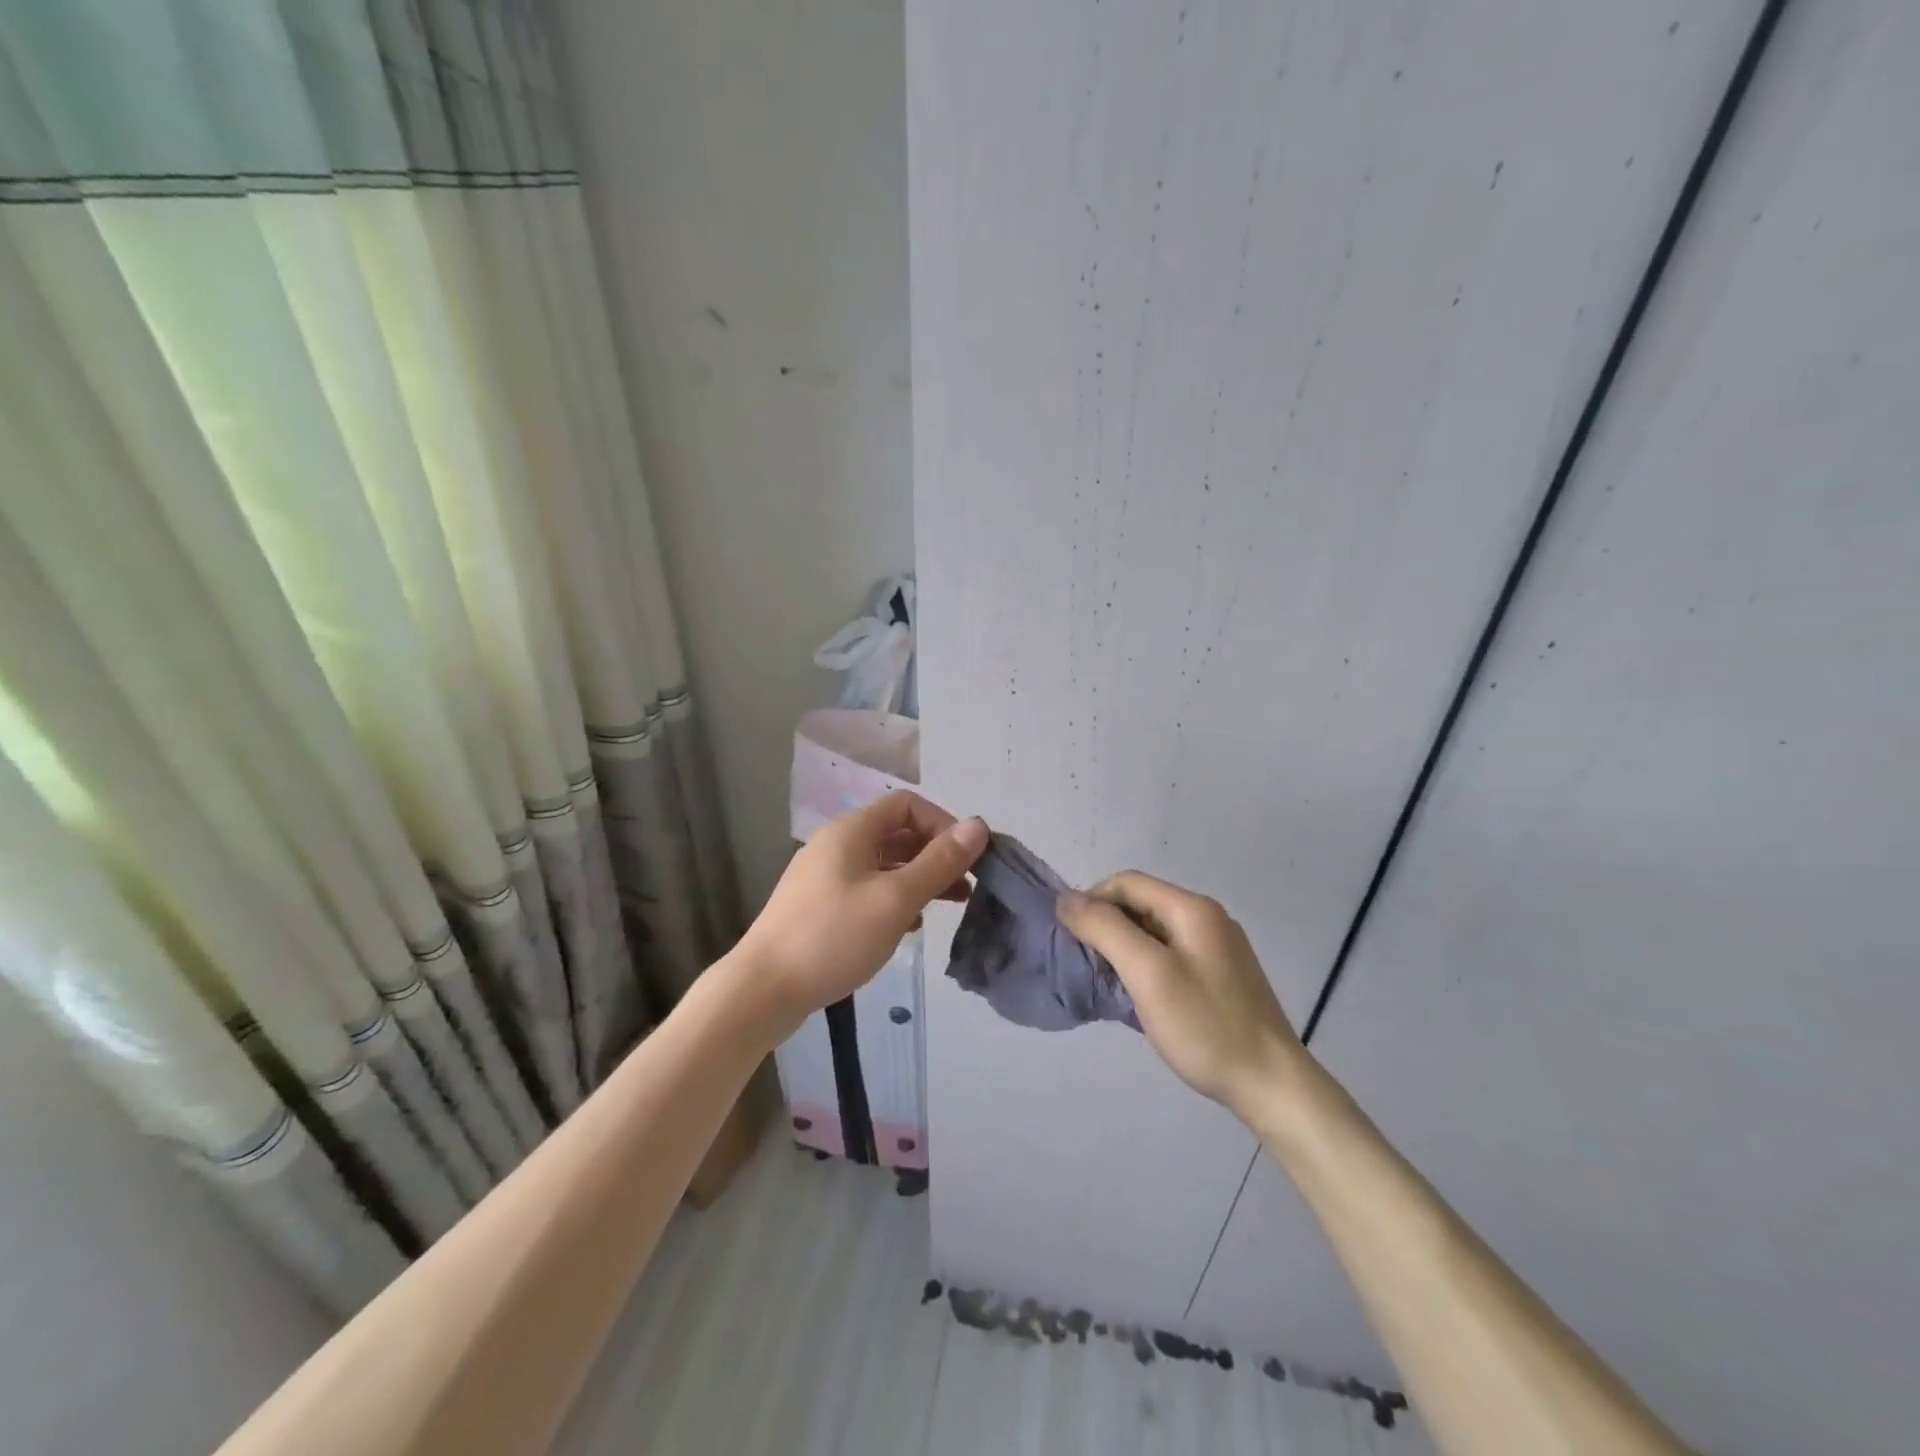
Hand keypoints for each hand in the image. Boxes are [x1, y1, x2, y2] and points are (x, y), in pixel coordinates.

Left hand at [737, 792, 987, 1035]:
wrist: (763, 990)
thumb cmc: (833, 937)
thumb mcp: (895, 899)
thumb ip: (939, 862)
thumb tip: (979, 825)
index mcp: (851, 831)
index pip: (907, 805)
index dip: (943, 824)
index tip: (967, 859)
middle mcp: (836, 844)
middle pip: (897, 833)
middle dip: (935, 854)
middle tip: (967, 885)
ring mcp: (824, 876)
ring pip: (884, 863)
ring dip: (919, 877)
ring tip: (951, 905)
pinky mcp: (819, 906)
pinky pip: (867, 888)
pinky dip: (895, 897)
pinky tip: (910, 926)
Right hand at [1056, 872, 1307, 1115]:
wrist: (1271, 1085)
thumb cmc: (1205, 1025)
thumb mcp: (1148, 973)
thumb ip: (1105, 929)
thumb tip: (1066, 899)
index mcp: (1193, 908)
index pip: (1128, 883)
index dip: (1092, 900)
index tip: (1070, 936)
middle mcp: (1207, 918)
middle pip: (1141, 904)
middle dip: (1106, 925)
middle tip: (1086, 962)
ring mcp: (1217, 948)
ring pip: (1154, 931)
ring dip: (1123, 947)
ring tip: (1106, 981)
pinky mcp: (1220, 976)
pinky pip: (1170, 954)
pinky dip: (1144, 965)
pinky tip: (1137, 994)